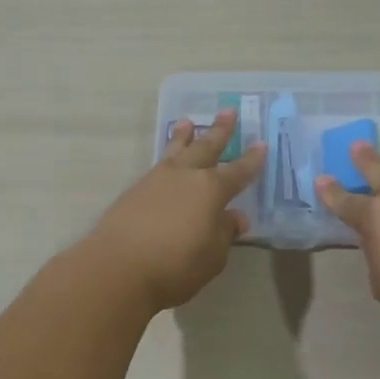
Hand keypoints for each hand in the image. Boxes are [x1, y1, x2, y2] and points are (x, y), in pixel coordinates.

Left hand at [84, 109, 266, 312]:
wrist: (118, 267)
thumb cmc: (175, 265)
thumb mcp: (212, 256)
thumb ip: (224, 233)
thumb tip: (235, 218)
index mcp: (211, 190)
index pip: (238, 172)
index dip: (251, 160)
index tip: (261, 144)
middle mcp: (185, 176)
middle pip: (206, 147)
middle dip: (219, 131)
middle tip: (228, 111)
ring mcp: (157, 180)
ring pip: (176, 151)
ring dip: (184, 136)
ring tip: (187, 122)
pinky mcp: (134, 191)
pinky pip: (158, 165)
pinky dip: (166, 156)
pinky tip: (167, 161)